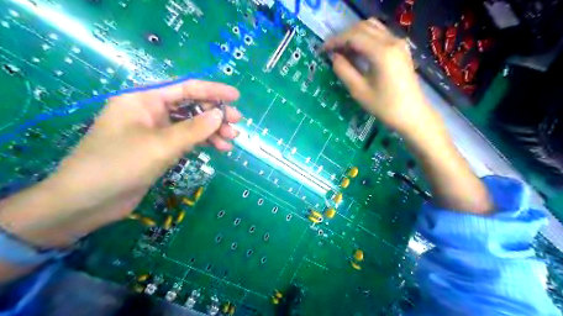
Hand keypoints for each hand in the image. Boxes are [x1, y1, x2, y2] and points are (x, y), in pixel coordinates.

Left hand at [0, 80, 239, 248]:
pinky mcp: (159, 148)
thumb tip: (220, 115)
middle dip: (214, 114)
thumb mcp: (161, 145)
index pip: (185, 88)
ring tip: (231, 140)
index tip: (236, 97)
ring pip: (190, 124)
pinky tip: (219, 149)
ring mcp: (155, 131)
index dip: (212, 91)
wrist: (87, 202)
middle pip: (189, 106)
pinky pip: (186, 140)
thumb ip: (194, 129)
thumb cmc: (119, 165)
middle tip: (236, 123)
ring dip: (211, 131)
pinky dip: (202, 143)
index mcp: (143, 100)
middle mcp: (150, 111)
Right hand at [325, 19, 444, 136]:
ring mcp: (399, 43)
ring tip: (342, 50)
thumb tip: (334, 57)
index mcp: (381, 53)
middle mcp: (392, 41)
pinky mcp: (401, 48)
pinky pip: (380, 34)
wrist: (412, 114)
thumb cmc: (385, 106)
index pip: (353, 36)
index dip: (335, 41)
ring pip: (372, 27)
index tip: (322, 50)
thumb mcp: (359, 91)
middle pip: (362, 27)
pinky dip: (365, 38)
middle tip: (330, 51)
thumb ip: (344, 71)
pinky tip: (358, 51)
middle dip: (343, 36)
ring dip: (354, 35)